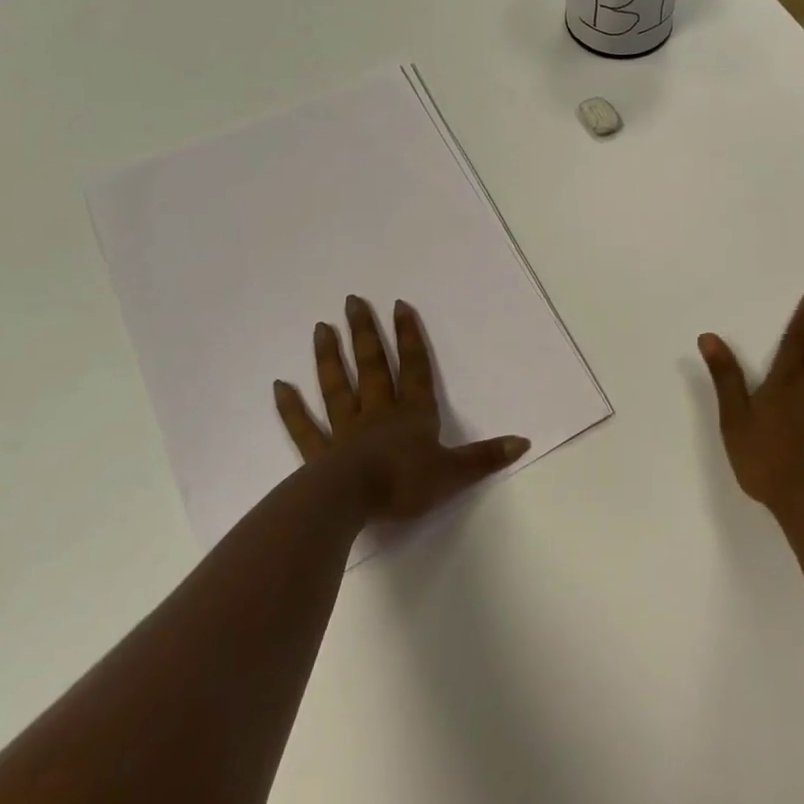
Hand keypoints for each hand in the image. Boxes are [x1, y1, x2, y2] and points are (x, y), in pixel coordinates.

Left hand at [273, 295, 528, 522]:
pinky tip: (280, 386)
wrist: (351, 502)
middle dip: (366, 333)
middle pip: (373, 366)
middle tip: (352, 301)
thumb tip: (523, 441)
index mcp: (412, 414)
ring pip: (338, 387)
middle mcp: (378, 413)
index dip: (410, 337)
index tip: (399, 305)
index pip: (414, 368)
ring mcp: (345, 431)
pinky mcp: (319, 454)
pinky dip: (291, 408)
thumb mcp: (454, 473)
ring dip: (330, 358)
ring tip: (321, 327)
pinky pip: (304, 427)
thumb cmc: (405, 484)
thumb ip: (485, 457)